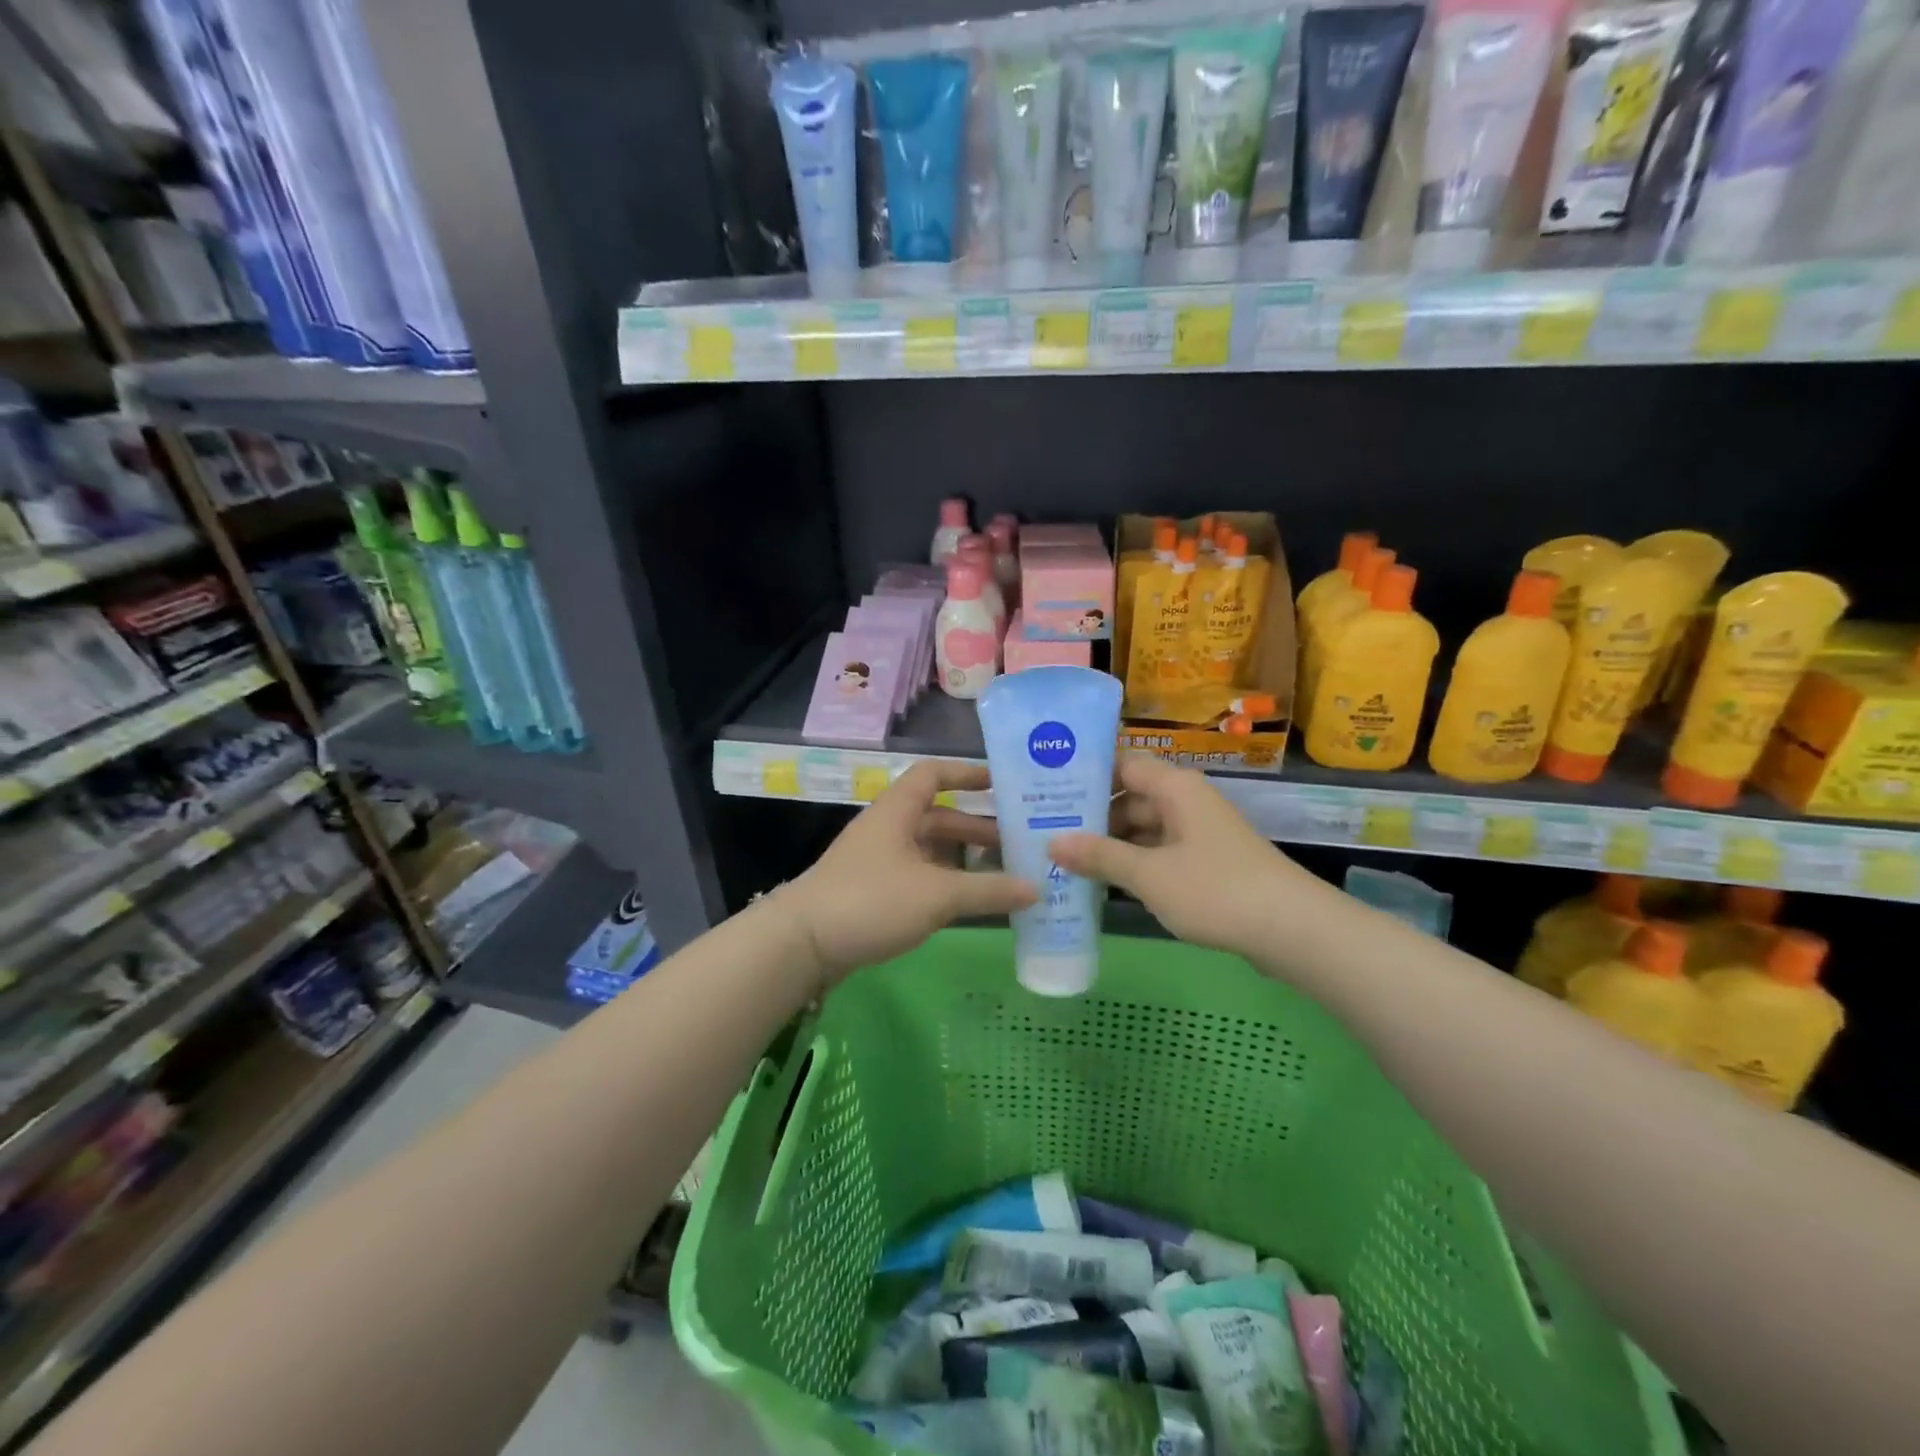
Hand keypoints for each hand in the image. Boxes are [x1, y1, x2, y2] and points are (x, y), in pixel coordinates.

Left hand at [783, 761, 1036, 989]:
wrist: (802, 944)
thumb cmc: (871, 900)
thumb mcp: (937, 894)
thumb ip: (989, 890)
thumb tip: (1037, 888)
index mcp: (898, 811)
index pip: (934, 774)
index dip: (967, 773)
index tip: (1003, 783)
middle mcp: (888, 829)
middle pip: (939, 817)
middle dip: (978, 827)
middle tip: (1020, 842)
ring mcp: (879, 862)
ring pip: (931, 851)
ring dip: (965, 860)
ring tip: (1006, 875)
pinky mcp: (874, 892)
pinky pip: (920, 878)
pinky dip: (947, 884)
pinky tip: (972, 903)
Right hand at [1050, 755, 1309, 957]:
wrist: (1292, 930)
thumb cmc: (1216, 890)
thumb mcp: (1149, 874)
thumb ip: (1100, 856)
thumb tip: (1052, 842)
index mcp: (1175, 789)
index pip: (1123, 765)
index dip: (1087, 775)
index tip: (1048, 790)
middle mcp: (1186, 803)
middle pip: (1130, 799)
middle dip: (1092, 818)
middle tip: (1046, 833)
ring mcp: (1198, 834)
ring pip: (1144, 830)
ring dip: (1111, 846)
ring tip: (1064, 861)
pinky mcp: (1207, 864)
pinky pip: (1160, 854)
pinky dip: (1134, 865)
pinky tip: (1104, 884)